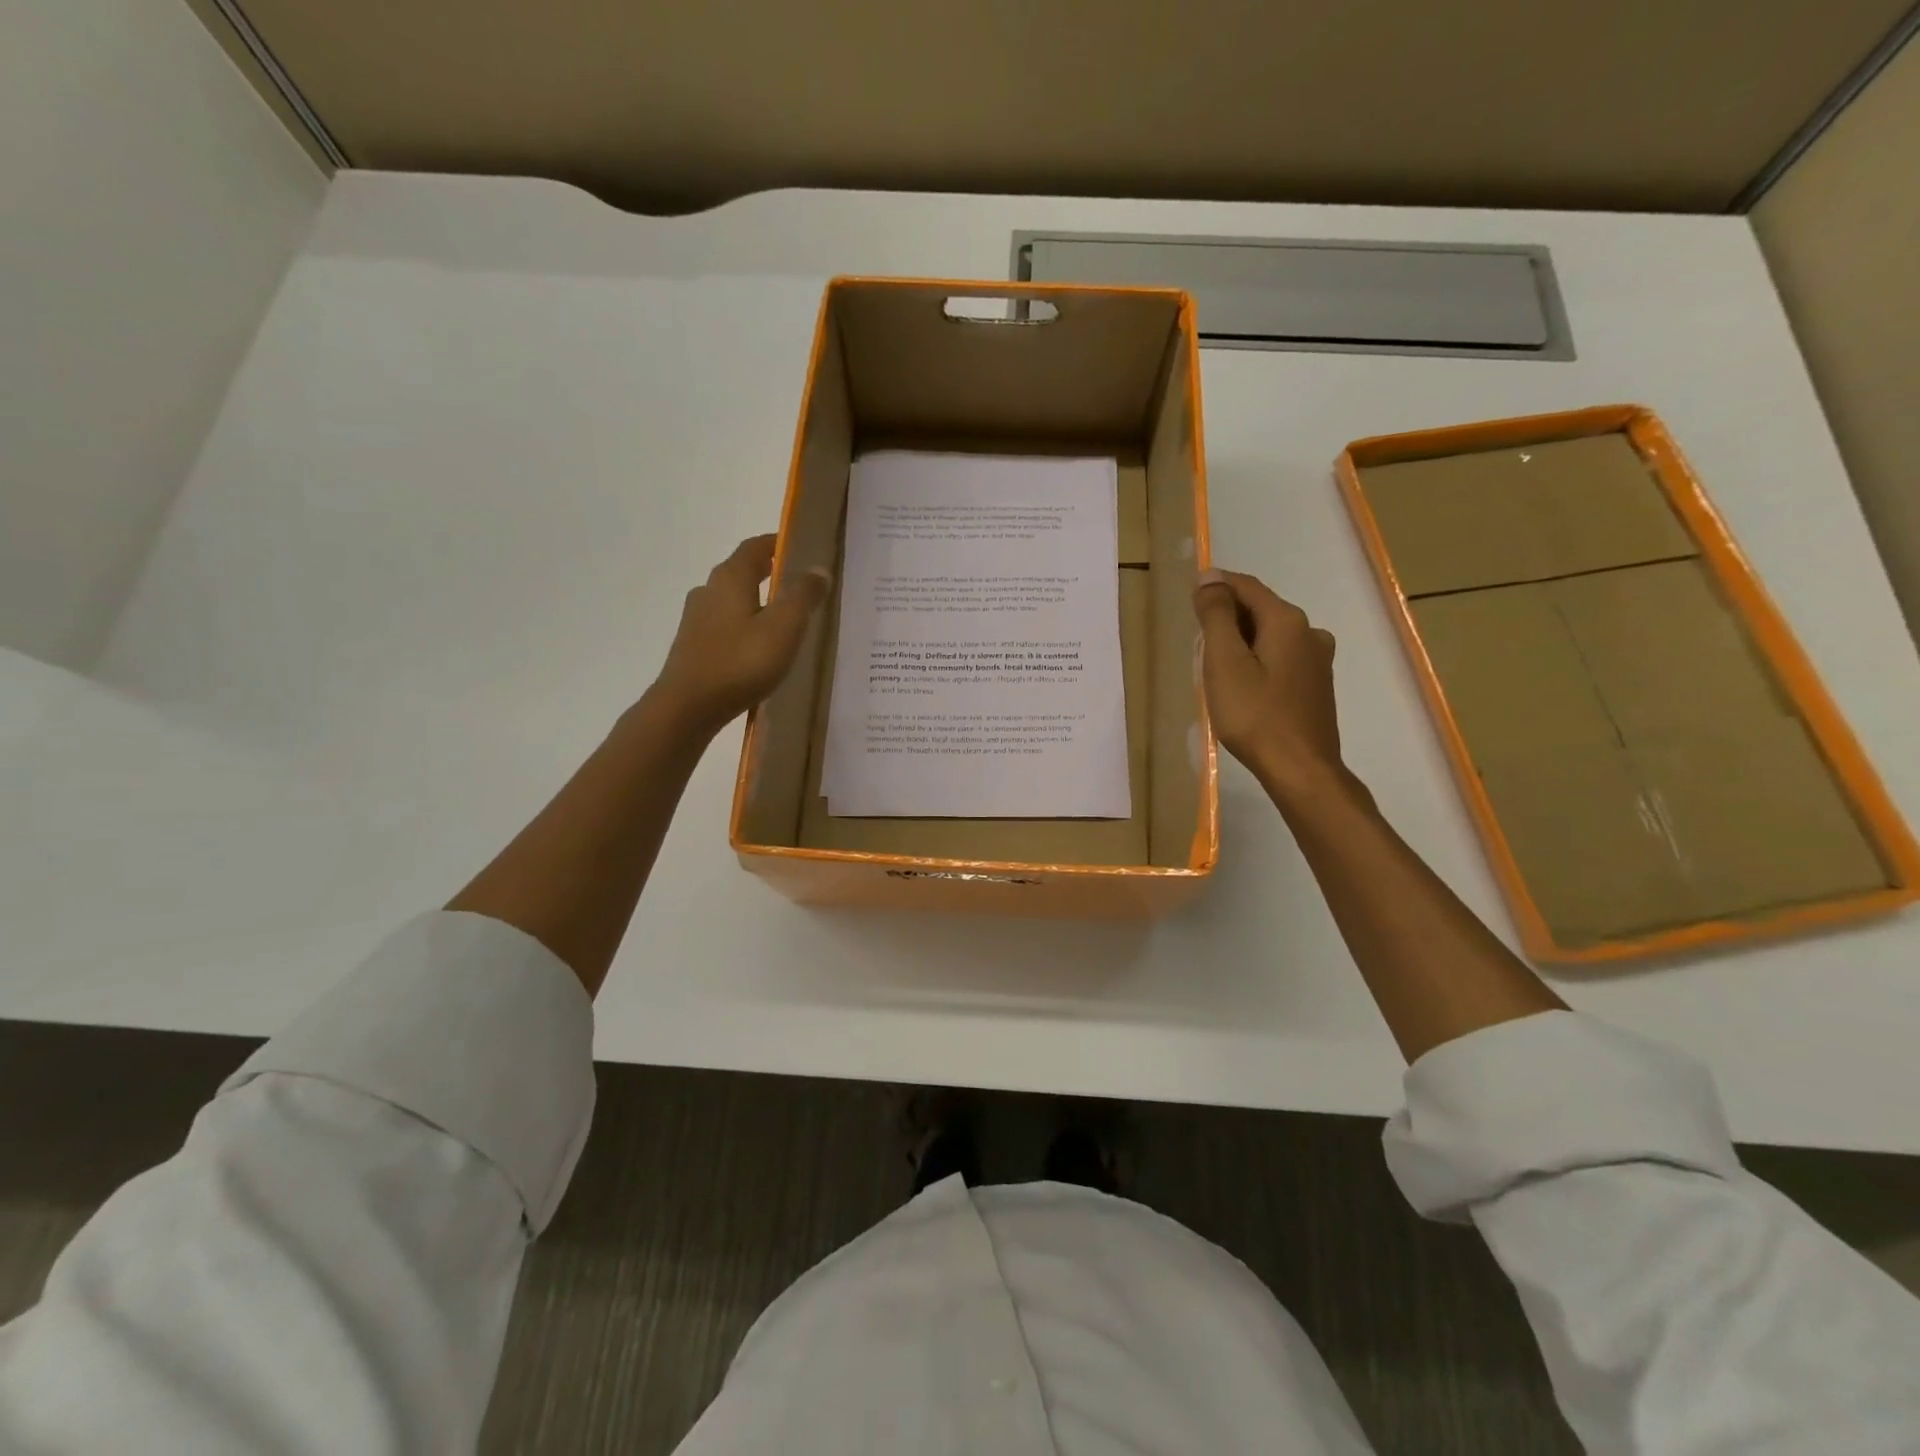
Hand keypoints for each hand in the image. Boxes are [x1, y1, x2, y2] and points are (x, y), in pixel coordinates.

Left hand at [651, 534, 830, 735]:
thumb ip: (803, 596)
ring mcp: (696, 620)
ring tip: (782, 617)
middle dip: (768, 572)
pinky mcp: (693, 646)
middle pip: (741, 571)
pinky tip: (758, 646)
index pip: (755, 547)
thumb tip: (818, 569)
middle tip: (797, 582)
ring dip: (756, 601)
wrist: (687, 708)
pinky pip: (725, 625)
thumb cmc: (740, 662)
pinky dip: (744, 625)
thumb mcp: (784, 627)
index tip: (801, 547)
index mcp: (730, 578)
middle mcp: (708, 591)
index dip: (778, 543)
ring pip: (731, 600)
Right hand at [1193, 568, 1342, 797]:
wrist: (1300, 769)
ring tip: (1215, 664)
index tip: (1189, 597)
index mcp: (1287, 621)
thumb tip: (1210, 577)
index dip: (1217, 586)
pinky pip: (1281, 657)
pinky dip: (1257, 659)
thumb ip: (1217, 616)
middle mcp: (1309, 632)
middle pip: (1261, 609)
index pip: (1246, 587)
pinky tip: (1243, 683)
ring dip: (1242, 640)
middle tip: (1197, 639)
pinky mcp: (1316, 685)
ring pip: (1271, 635)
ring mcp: (1317, 660)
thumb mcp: (1225, 662)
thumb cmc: (1255, 715)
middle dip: (1228, 616)